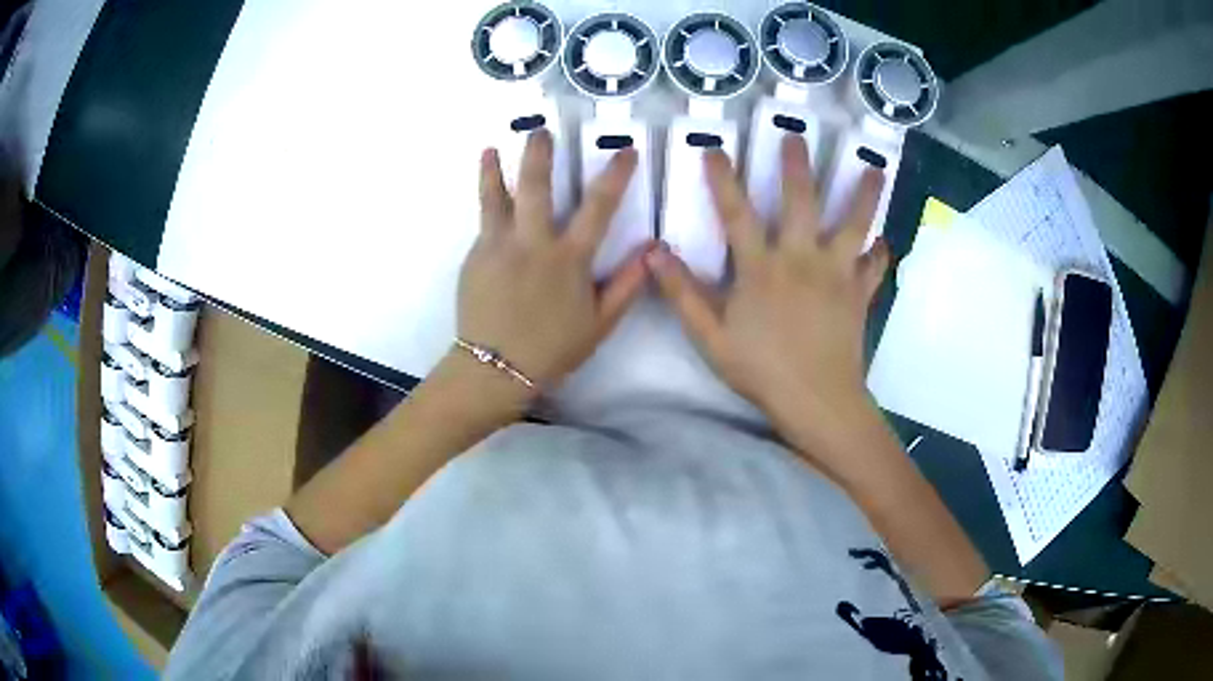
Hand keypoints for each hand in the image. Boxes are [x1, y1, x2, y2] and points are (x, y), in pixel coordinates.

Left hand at [458, 130, 649, 389]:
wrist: (494, 369)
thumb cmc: (552, 349)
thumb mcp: (599, 324)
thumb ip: (626, 285)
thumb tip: (653, 251)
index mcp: (569, 259)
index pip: (599, 207)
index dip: (615, 175)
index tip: (625, 151)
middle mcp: (533, 243)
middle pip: (536, 186)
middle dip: (539, 154)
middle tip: (540, 130)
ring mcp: (498, 246)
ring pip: (496, 197)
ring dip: (495, 168)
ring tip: (491, 148)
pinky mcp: (475, 256)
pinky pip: (483, 221)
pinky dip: (485, 201)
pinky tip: (486, 189)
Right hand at [647, 136, 887, 442]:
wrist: (817, 400)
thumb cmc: (762, 371)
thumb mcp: (711, 338)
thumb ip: (683, 294)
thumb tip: (655, 253)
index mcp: (761, 268)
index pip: (737, 214)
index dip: (723, 180)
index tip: (714, 150)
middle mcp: (801, 259)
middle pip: (801, 202)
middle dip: (797, 165)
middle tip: (797, 135)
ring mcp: (837, 274)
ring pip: (854, 224)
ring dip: (863, 195)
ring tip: (874, 170)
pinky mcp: (859, 294)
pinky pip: (874, 267)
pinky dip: (880, 254)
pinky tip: (884, 242)